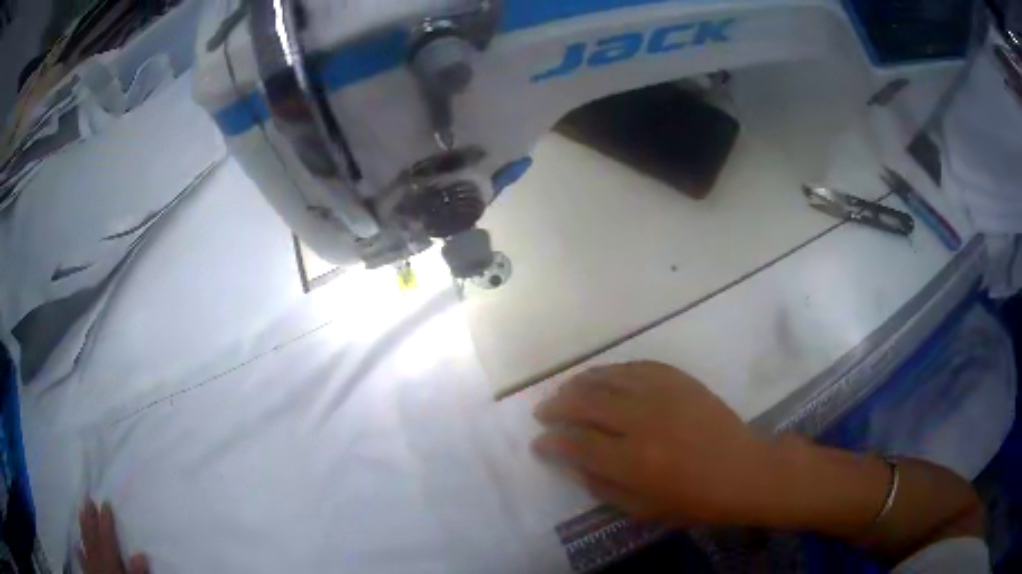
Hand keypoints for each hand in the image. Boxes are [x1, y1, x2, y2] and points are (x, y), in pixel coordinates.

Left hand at [78, 501, 148, 573]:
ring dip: (83, 528)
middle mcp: (97, 560)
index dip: (106, 521)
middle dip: (90, 518)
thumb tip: (141, 554)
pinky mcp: (87, 572)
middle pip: (92, 537)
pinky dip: (79, 550)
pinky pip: (81, 559)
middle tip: (87, 498)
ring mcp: (90, 566)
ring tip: (80, 511)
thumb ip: (136, 573)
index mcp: (110, 563)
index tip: (105, 502)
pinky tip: (76, 545)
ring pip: (84, 544)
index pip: (107, 539)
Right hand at [532, 361, 769, 524]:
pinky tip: (605, 377)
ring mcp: (663, 393)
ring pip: (608, 377)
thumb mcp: (642, 509)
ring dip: (580, 382)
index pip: (576, 443)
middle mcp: (643, 421)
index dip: (551, 441)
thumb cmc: (694, 500)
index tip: (540, 441)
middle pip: (585, 402)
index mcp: (633, 461)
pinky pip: (637, 365)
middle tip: (544, 411)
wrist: (743, 470)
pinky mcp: (679, 379)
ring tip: (567, 390)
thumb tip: (572, 462)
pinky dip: (613, 370)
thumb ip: (601, 486)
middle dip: (557, 406)